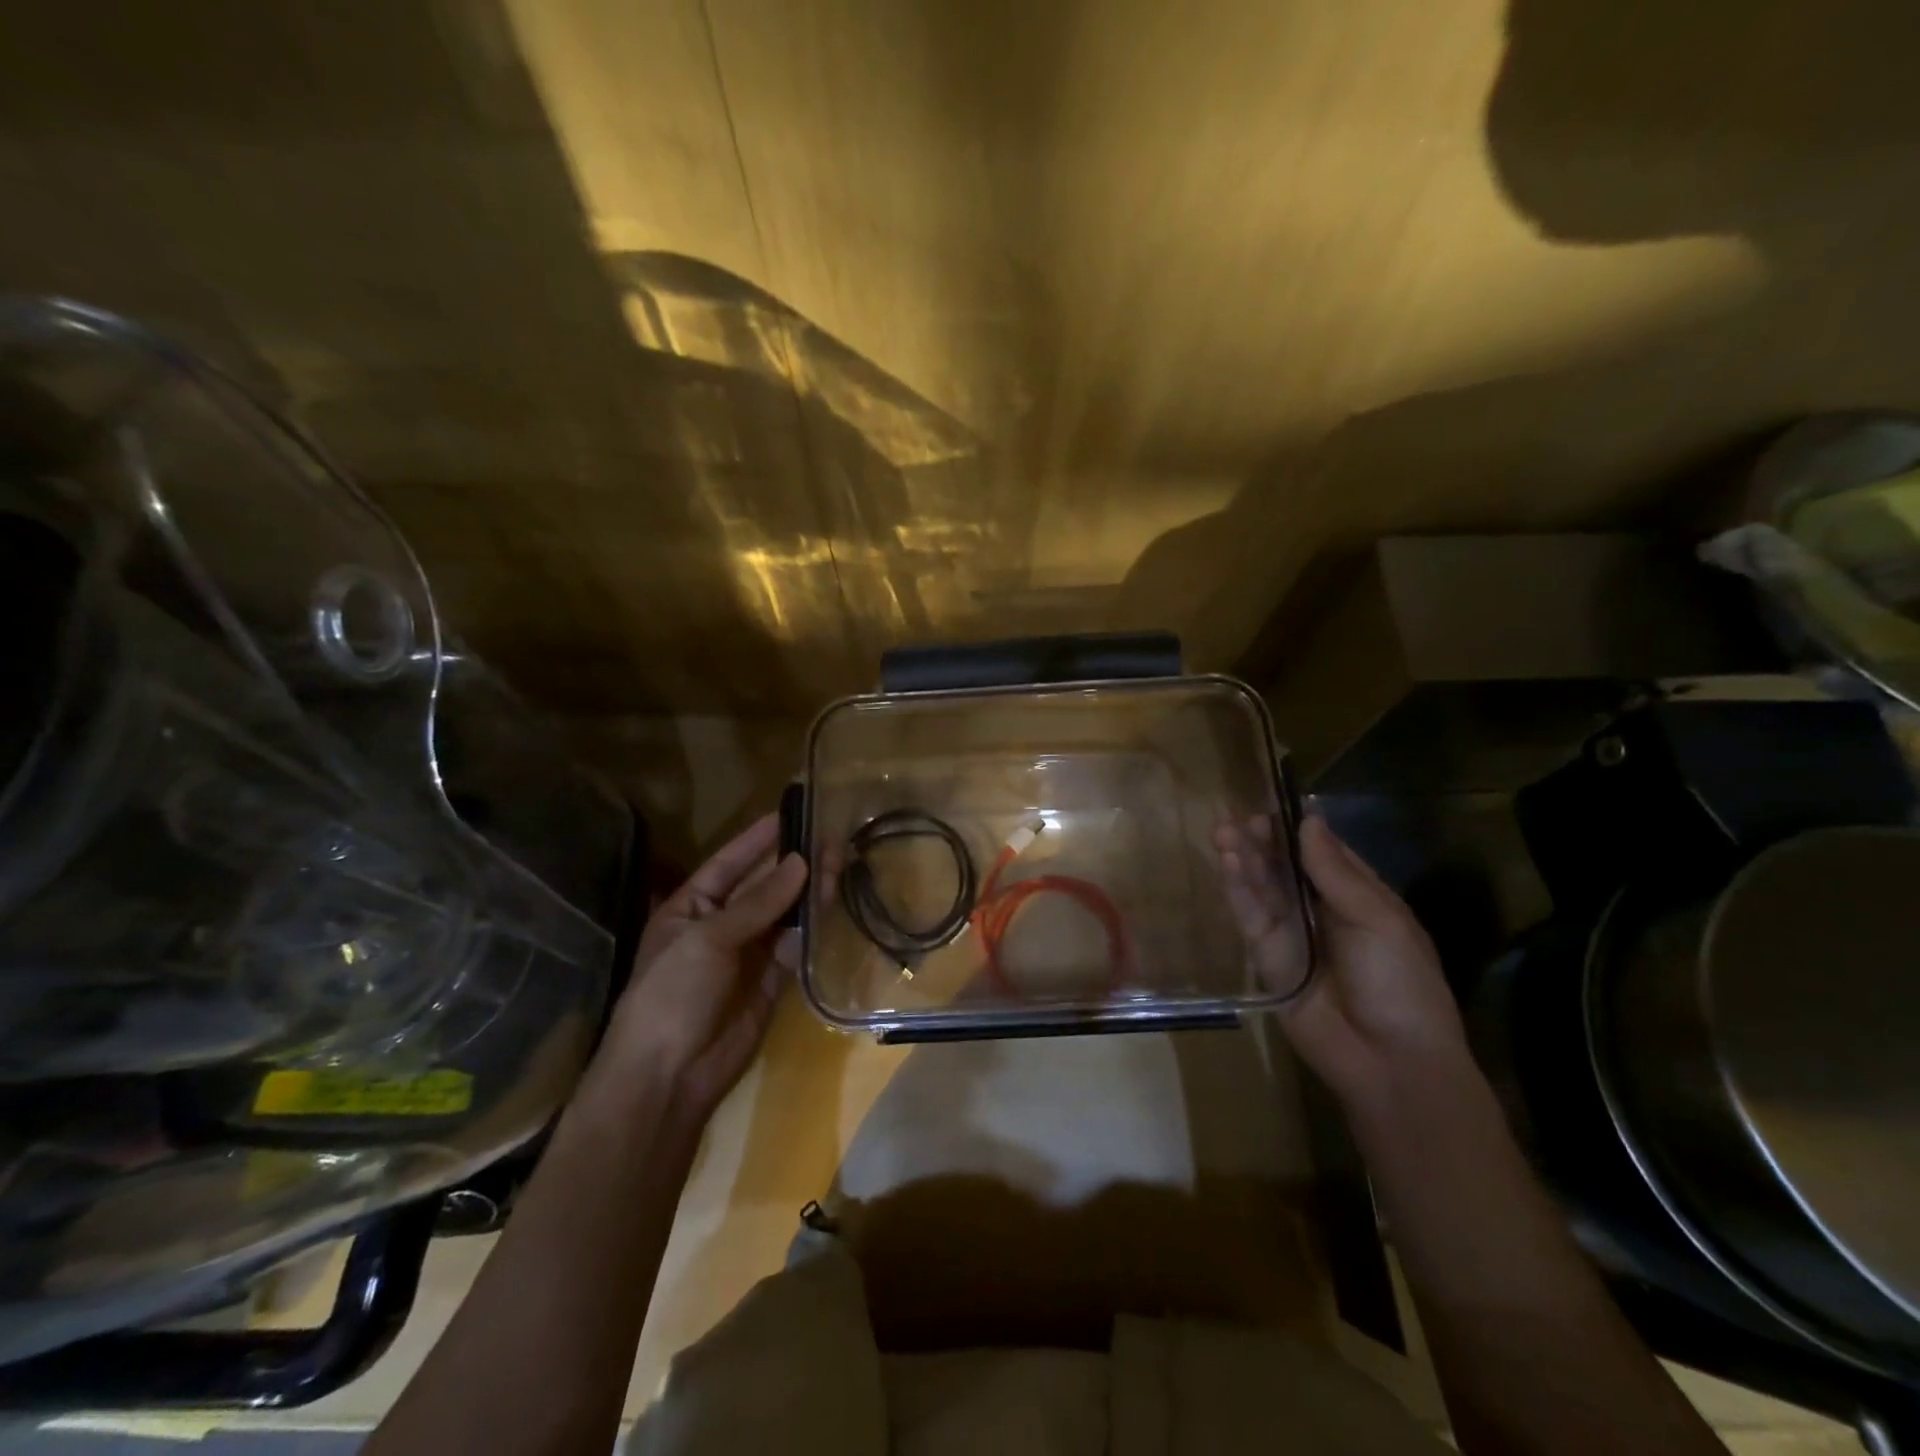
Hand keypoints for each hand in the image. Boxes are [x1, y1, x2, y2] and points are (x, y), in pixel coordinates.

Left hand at [597, 814, 808, 1120]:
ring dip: (809, 892)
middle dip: (793, 864)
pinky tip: (834, 905)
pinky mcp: (771, 981)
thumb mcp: (708, 939)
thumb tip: (800, 862)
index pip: (729, 862)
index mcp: (691, 908)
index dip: (758, 838)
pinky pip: (795, 946)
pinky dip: (814, 928)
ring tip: (840, 864)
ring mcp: (747, 954)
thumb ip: (758, 902)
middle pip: (762, 887)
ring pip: (784, 914)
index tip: (791, 812)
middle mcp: (720, 925)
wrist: (668, 1077)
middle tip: (831, 839)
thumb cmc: (673, 994)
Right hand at [1214, 813, 1468, 1105]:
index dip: (1297, 829)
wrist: (1390, 1061)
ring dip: (1243, 858)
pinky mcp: (1266, 957)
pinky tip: (1228, 862)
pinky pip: (1249, 916)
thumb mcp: (1379, 920)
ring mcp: (1290, 932)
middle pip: (1283, 866)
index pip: (1321, 851)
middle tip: (1236, 817)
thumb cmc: (1401, 983)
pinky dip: (1237, 889)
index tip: (1272, 803)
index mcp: (1358, 896)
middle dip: (1261, 841)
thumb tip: (1309, 820)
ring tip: (1222, 831)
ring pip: (1261, 886)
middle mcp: (1319, 909)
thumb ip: (1336, 873)